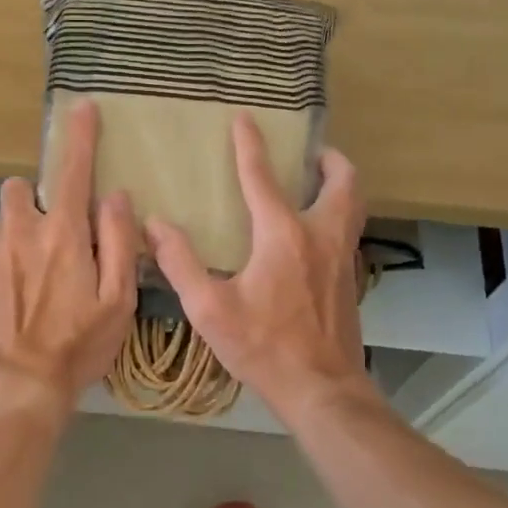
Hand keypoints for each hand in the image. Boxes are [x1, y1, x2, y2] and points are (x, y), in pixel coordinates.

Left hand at [0, 99, 138, 422]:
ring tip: (34, 269)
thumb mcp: (119, 298)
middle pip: (21, 187)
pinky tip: (16, 293)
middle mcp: (21, 230)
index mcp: (63, 233)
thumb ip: (119, 241)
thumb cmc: (78, 344)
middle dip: (36, 198)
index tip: (82, 108)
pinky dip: (6, 256)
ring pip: (5, 219)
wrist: (19, 383)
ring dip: (20, 229)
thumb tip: (115, 196)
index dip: (81, 136)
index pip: (73, 170)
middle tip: (55, 234)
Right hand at [145, 112, 377, 425]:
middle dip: (329, 159)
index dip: (250, 145)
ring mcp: (342, 258)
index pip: (262, 178)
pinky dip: (338, 215)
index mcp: (283, 235)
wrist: (320, 389)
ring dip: (340, 185)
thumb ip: (179, 262)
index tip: (245, 119)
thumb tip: (154, 224)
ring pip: (354, 206)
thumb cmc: (262, 347)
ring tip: (319, 181)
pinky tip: (315, 235)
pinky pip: (348, 232)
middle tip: (311, 152)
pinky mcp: (350, 281)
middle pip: (342, 182)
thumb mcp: (209, 308)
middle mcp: (321, 236)